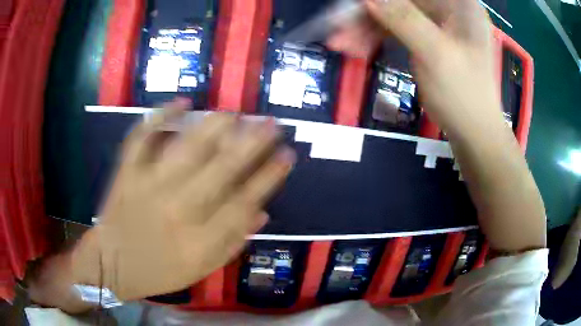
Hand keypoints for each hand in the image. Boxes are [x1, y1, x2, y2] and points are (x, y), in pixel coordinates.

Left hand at [70, 99, 294, 300]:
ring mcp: (148, 187)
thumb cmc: (159, 271)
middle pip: (221, 170)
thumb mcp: (201, 269)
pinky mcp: (127, 174)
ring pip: (185, 149)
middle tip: (271, 123)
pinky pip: (141, 139)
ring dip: (214, 126)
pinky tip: (181, 102)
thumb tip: (262, 212)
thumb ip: (232, 243)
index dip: (269, 177)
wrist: (113, 264)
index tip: (287, 155)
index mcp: (199, 241)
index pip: (243, 203)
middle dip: (251, 143)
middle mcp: (177, 210)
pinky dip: (158, 117)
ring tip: (236, 112)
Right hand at [329, 0, 504, 136]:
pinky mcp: (428, 39)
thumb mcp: (435, 54)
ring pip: (393, 15)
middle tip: (338, 32)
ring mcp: (437, 24)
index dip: (380, 0)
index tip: (353, 8)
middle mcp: (447, 8)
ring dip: (366, 28)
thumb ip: (403, 19)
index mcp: (459, 5)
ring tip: (341, 44)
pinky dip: (377, 37)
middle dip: (368, 16)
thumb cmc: (463, 96)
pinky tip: (357, 47)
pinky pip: (396, 30)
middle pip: (399, 2)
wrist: (473, 134)